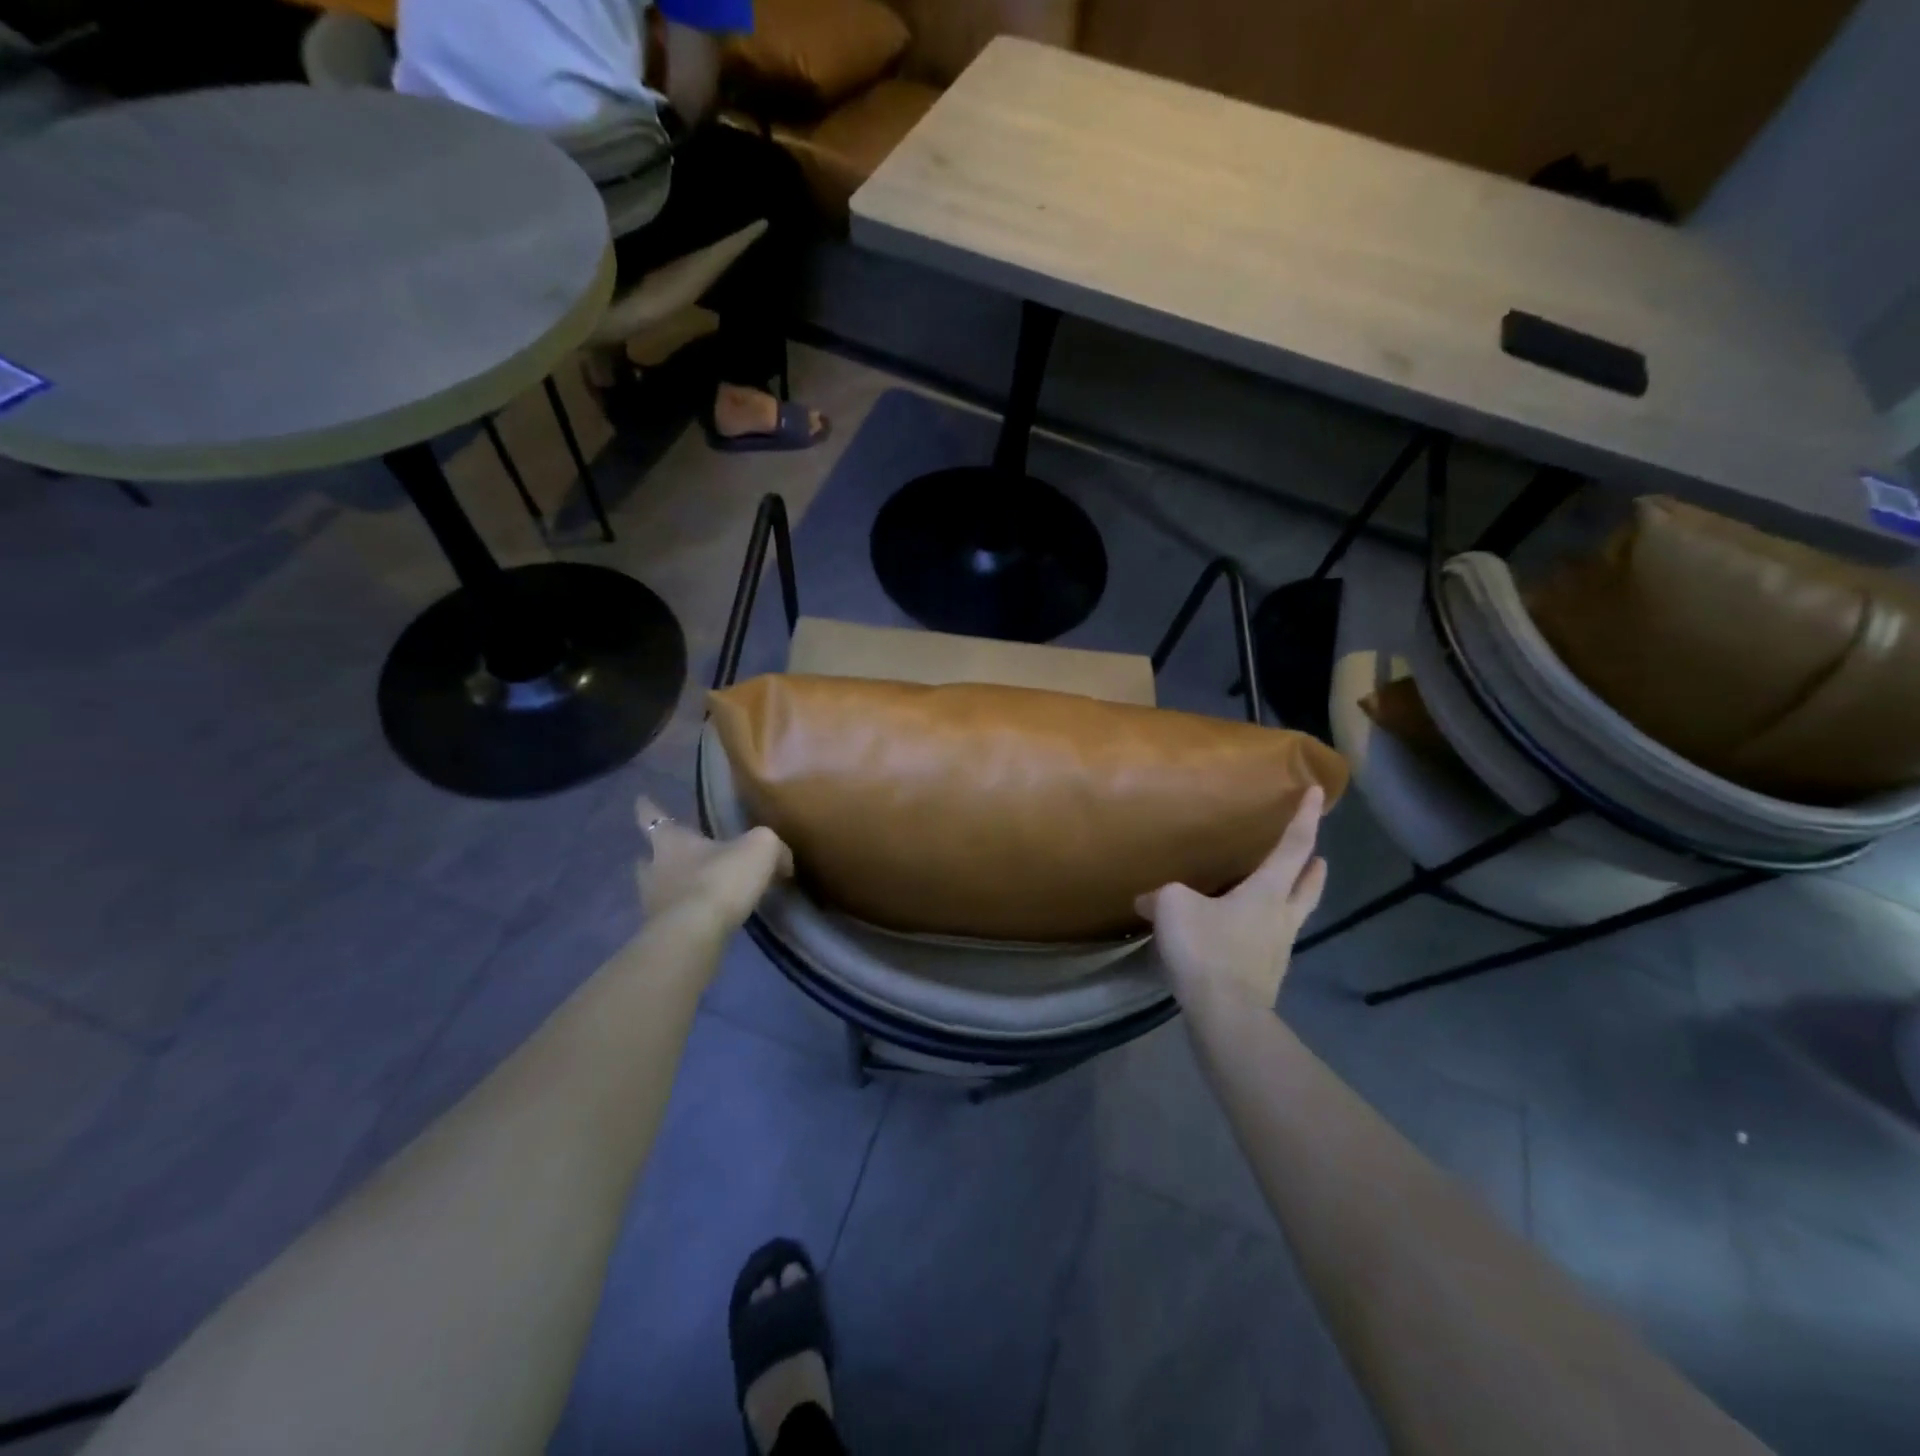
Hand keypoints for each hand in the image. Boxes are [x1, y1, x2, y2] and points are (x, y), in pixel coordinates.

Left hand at [635, 796, 792, 936]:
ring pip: (656, 888)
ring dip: (669, 887)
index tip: (641, 799)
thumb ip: (773, 848)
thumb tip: (783, 861)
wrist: (695, 934)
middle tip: (667, 854)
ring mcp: (653, 903)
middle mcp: (655, 869)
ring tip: (690, 889)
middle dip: (655, 855)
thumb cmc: (721, 879)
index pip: (654, 817)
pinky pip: (671, 917)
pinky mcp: (661, 933)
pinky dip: (684, 914)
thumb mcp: (761, 849)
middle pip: (647, 857)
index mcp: (672, 841)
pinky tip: (703, 918)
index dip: (648, 808)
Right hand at [1136, 787, 1327, 1010]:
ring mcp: (1278, 949)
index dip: (1305, 818)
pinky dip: (1267, 929)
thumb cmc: (1207, 949)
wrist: (1226, 1014)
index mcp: (1267, 892)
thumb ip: (1160, 896)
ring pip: (1294, 914)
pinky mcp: (1266, 975)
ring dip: (1295, 898)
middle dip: (1313, 867)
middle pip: (1307, 885)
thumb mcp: (1173, 908)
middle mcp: (1281, 916)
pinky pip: (1271, 942)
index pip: (1293, 846)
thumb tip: (1145, 898)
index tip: (1318, 793)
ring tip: (1284, 891)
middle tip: (1318, 855)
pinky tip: (1246, 934)